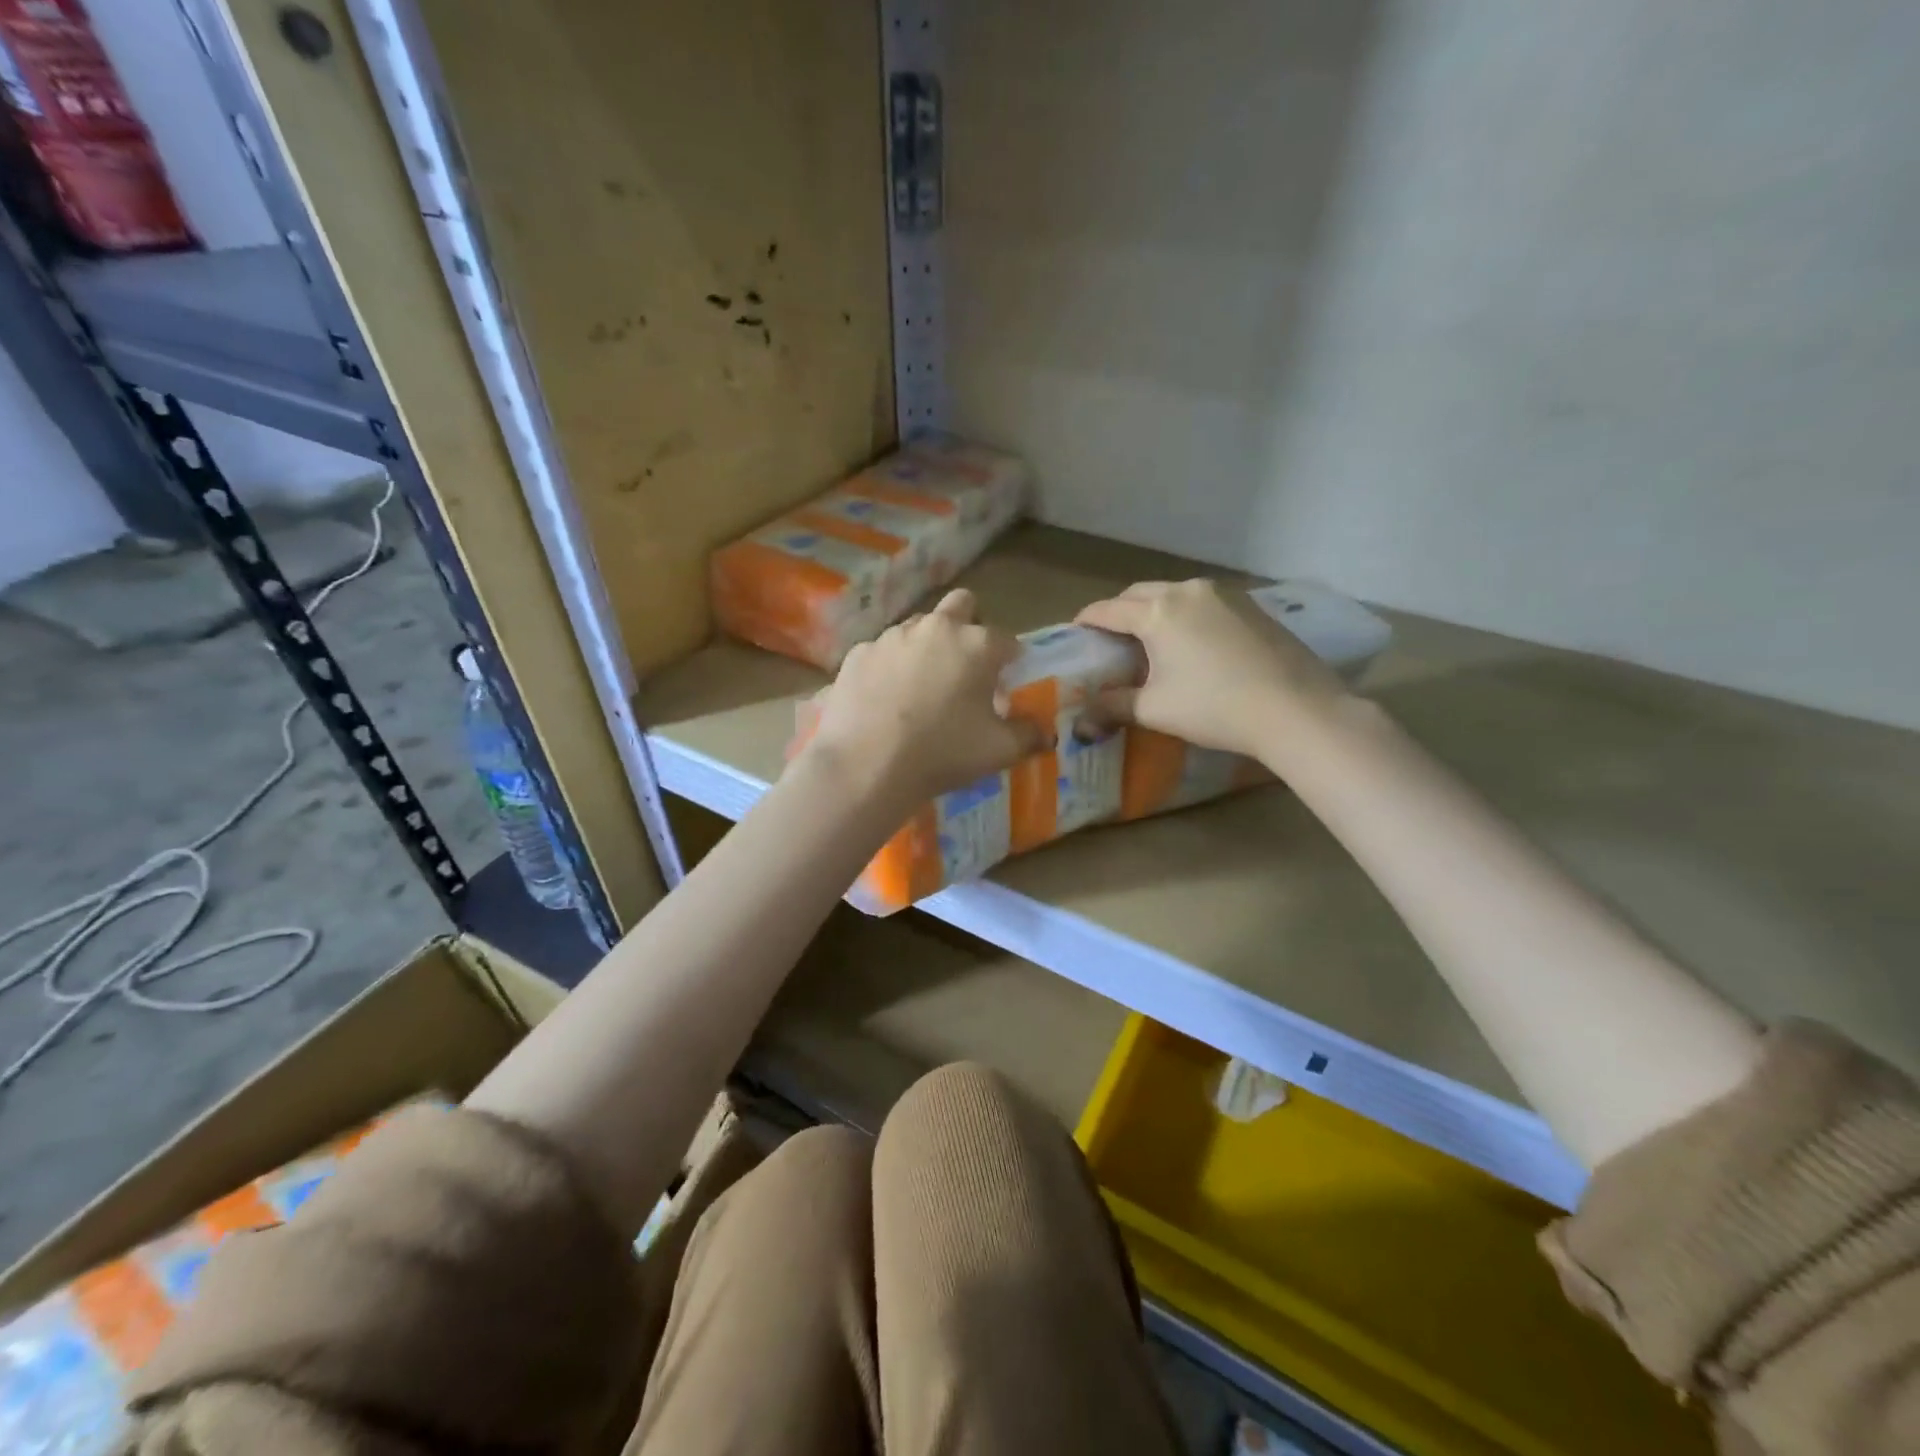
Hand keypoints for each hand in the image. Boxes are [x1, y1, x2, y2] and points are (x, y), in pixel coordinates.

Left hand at [802, 589, 1050, 807]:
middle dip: (969, 626)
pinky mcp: (858, 654)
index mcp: (977, 645)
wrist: (865, 767)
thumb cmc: (941, 754)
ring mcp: (892, 637)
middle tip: (965, 666)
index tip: (1006, 682)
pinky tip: (884, 699)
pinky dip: (890, 667)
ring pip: (918, 626)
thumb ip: (1029, 735)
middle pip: (961, 605)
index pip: (1007, 640)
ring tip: (921, 686)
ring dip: (927, 645)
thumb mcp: (999, 751)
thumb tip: (1044, 732)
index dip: (1011, 660)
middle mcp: (936, 629)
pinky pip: (883, 651)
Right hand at [1074, 579, 1349, 759]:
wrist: (1295, 709)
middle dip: (1119, 612)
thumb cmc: (1215, 707)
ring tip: (1150, 641)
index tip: (1074, 633)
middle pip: (1139, 594)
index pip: (1107, 610)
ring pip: (1173, 594)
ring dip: (1154, 611)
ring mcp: (1224, 595)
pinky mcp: (1251, 606)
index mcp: (1157, 612)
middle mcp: (1187, 591)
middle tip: (1110, 640)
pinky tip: (1191, 643)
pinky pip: (1203, 603)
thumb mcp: (1155, 710)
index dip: (1086, 621)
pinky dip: (1185, 616)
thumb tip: (1081, 718)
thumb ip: (1113, 707)